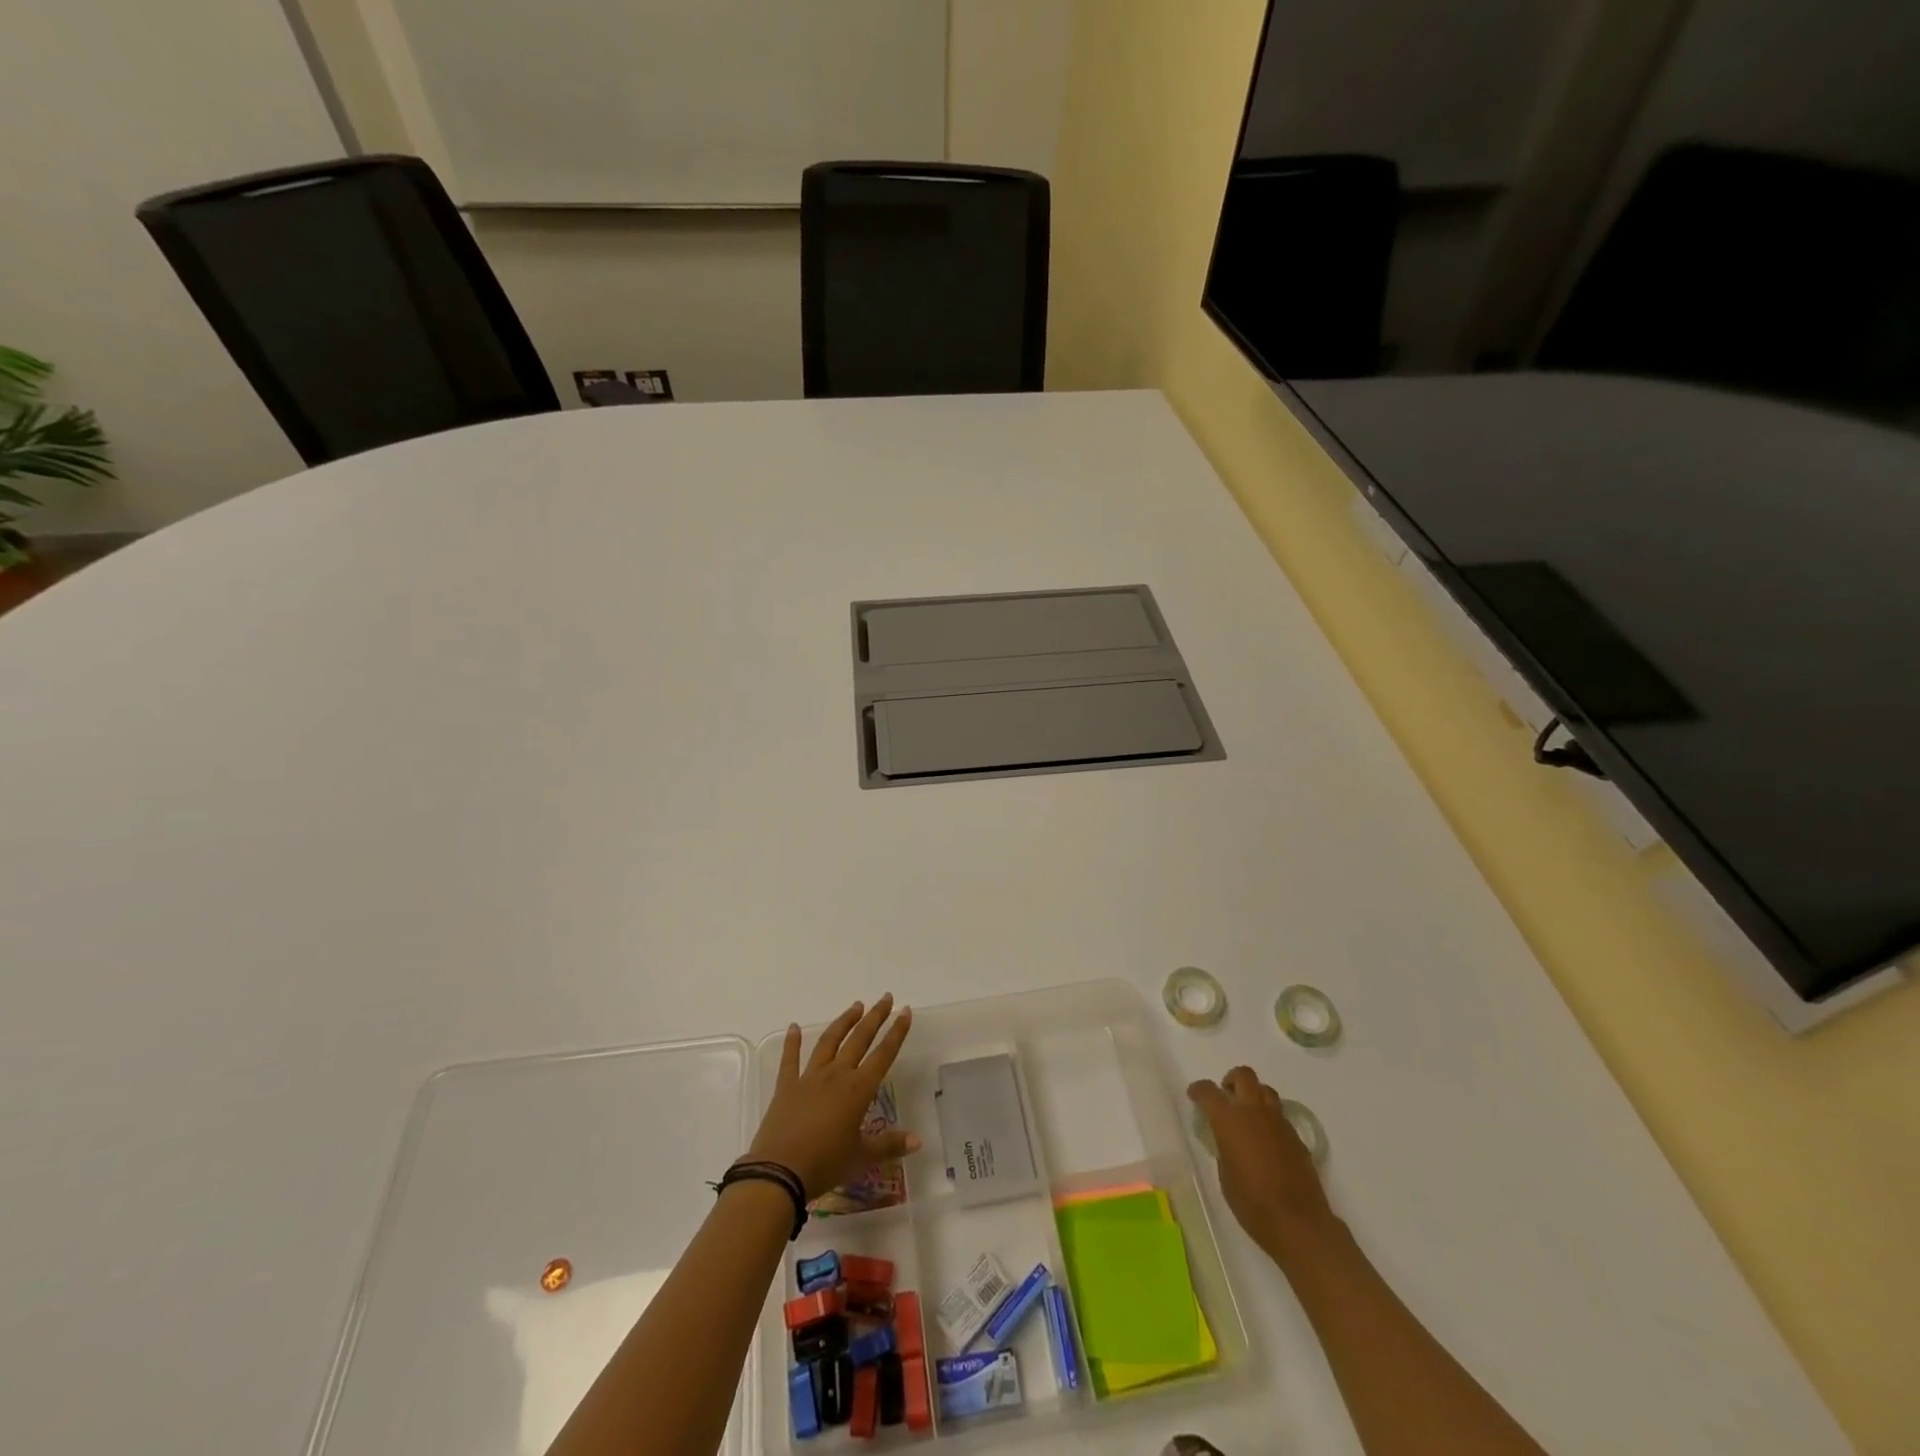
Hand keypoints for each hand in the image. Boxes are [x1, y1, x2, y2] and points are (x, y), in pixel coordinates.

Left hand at [744, 995, 918, 1197]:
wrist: (779, 1172)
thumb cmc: (825, 1164)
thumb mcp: (861, 1157)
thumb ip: (889, 1145)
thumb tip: (918, 1141)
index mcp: (858, 1089)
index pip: (883, 1054)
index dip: (896, 1032)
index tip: (905, 1011)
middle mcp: (836, 1075)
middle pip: (859, 1039)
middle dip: (875, 1017)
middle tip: (885, 998)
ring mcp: (810, 1077)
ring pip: (830, 1041)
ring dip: (844, 1022)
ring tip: (855, 1006)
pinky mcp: (786, 1086)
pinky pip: (790, 1059)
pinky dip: (792, 1042)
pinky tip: (793, 1027)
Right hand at [1188, 1066, 1338, 1262]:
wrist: (1299, 1223)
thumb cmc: (1252, 1203)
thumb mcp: (1225, 1176)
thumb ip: (1223, 1148)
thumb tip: (1227, 1140)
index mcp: (1229, 1119)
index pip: (1208, 1091)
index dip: (1198, 1090)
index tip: (1194, 1096)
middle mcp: (1254, 1112)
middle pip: (1244, 1075)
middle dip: (1231, 1080)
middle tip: (1226, 1096)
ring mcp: (1279, 1122)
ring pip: (1266, 1090)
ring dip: (1254, 1095)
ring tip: (1248, 1115)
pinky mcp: (1297, 1137)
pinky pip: (1280, 1115)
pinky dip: (1270, 1118)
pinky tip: (1267, 1141)